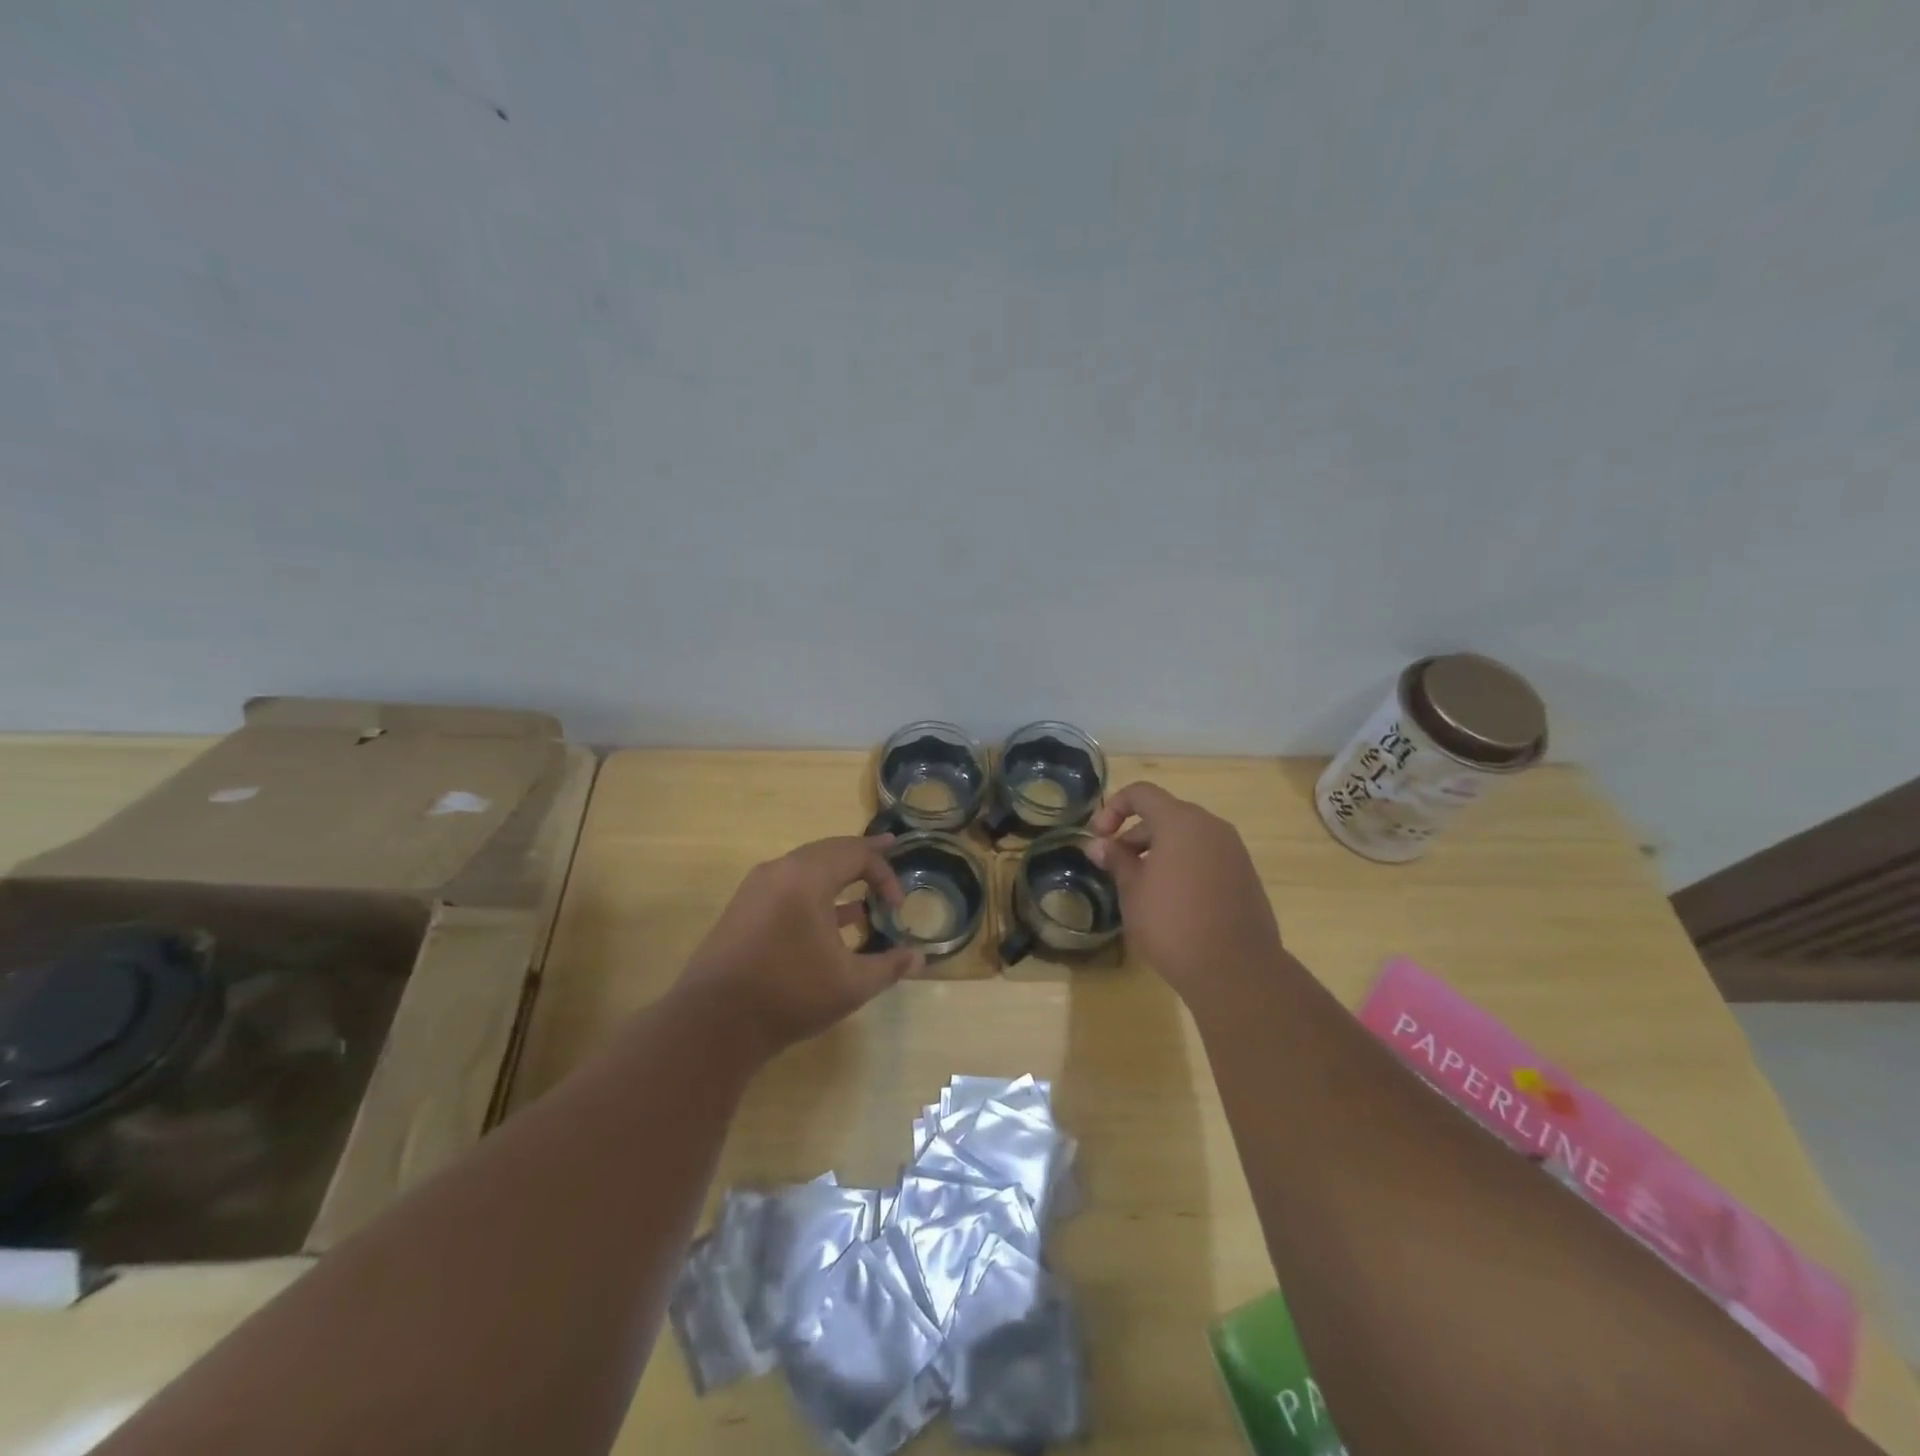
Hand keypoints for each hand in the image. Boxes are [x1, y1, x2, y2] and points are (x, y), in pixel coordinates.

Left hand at [677, 834, 922, 1058]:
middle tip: (888, 851)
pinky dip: (814, 893)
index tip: (896, 907)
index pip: (857, 854)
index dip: (884, 874)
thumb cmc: (789, 995)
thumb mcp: (850, 984)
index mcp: (807, 877)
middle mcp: (779, 871)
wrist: (713, 1024)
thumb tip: (918, 957)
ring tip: (863, 895)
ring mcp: (756, 889)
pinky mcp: (743, 910)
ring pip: (806, 868)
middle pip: (829, 851)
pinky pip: (787, 887)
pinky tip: (831, 921)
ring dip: (837, 877)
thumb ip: (888, 966)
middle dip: (861, 857)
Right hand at [1087, 782, 1282, 1000]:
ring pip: (1187, 837)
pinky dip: (1183, 865)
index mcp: (1181, 821)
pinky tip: (1171, 900)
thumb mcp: (1133, 891)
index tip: (1098, 838)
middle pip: (1165, 814)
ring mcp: (1233, 851)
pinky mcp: (1245, 875)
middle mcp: (1211, 827)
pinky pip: (1206, 856)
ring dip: (1158, 851)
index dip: (1113, 808)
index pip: (1141, 793)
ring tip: (1141, 887)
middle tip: (1115, 867)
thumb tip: (1099, 845)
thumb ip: (1116, 860)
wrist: (1236, 970)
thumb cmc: (1173, 924)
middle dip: (1134, 835)